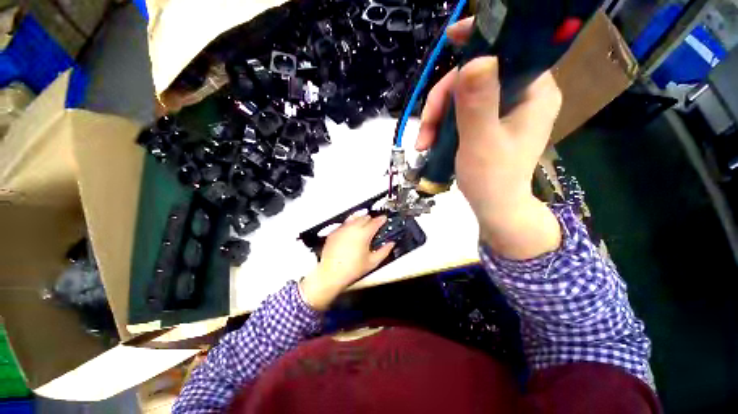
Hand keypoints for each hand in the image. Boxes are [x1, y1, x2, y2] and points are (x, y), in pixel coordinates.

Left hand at [300, 215, 394, 310]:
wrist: (331, 273)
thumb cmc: (353, 269)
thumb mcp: (372, 262)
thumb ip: (384, 251)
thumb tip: (391, 243)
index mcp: (364, 234)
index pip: (375, 222)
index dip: (381, 219)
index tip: (384, 218)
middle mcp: (352, 227)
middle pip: (364, 217)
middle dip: (370, 219)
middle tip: (374, 223)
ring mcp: (342, 229)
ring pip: (353, 218)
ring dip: (360, 219)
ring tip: (363, 224)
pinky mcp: (333, 232)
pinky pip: (344, 224)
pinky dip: (349, 225)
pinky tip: (350, 231)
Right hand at [416, 18, 562, 259]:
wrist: (493, 207)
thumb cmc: (492, 180)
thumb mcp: (481, 143)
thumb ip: (478, 104)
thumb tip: (476, 60)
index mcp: (535, 92)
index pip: (511, 49)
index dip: (481, 39)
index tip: (451, 38)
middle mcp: (523, 94)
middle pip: (476, 75)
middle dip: (443, 100)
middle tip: (424, 129)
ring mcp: (504, 109)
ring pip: (463, 94)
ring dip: (437, 117)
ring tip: (423, 143)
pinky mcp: (488, 122)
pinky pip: (461, 111)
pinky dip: (442, 124)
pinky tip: (430, 142)